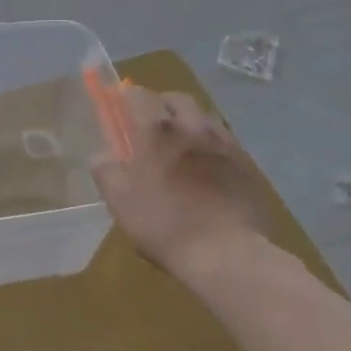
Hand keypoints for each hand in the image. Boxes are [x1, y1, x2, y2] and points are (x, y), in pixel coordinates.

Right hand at [91, 86, 273, 283]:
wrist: (228, 254)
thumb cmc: (165, 224)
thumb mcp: (120, 202)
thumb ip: (106, 171)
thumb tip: (102, 154)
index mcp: (158, 130)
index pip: (140, 95)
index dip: (129, 98)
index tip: (122, 108)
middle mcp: (193, 126)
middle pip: (178, 99)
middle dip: (163, 104)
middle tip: (154, 124)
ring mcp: (225, 144)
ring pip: (205, 117)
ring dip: (191, 122)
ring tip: (184, 146)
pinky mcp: (248, 166)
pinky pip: (226, 143)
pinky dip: (213, 146)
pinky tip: (210, 169)